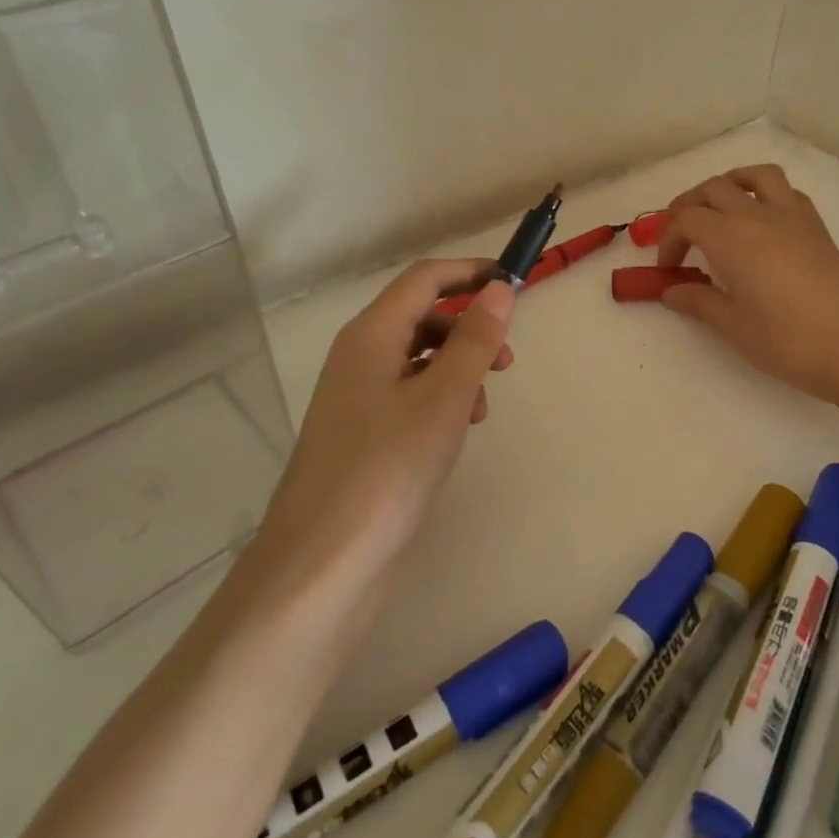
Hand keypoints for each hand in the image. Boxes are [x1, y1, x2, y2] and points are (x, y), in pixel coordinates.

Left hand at [243, 259, 514, 610]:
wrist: (323, 564)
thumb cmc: (388, 469)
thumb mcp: (445, 398)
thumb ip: (475, 340)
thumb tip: (501, 289)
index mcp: (371, 336)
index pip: (424, 279)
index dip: (470, 272)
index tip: (515, 283)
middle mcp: (359, 356)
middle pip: (420, 315)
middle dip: (469, 325)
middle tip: (507, 355)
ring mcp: (357, 397)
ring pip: (418, 357)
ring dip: (458, 365)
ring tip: (484, 403)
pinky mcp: (363, 433)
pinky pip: (409, 393)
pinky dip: (441, 397)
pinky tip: (459, 429)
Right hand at [655, 165, 838, 404]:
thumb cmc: (785, 341)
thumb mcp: (732, 325)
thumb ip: (697, 301)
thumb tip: (671, 290)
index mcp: (731, 238)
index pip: (687, 219)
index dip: (668, 239)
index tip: (668, 268)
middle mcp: (759, 216)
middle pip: (714, 188)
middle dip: (689, 206)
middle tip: (682, 236)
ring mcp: (793, 216)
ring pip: (756, 176)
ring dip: (731, 184)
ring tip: (721, 208)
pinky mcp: (817, 227)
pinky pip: (787, 192)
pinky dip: (766, 195)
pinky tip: (763, 222)